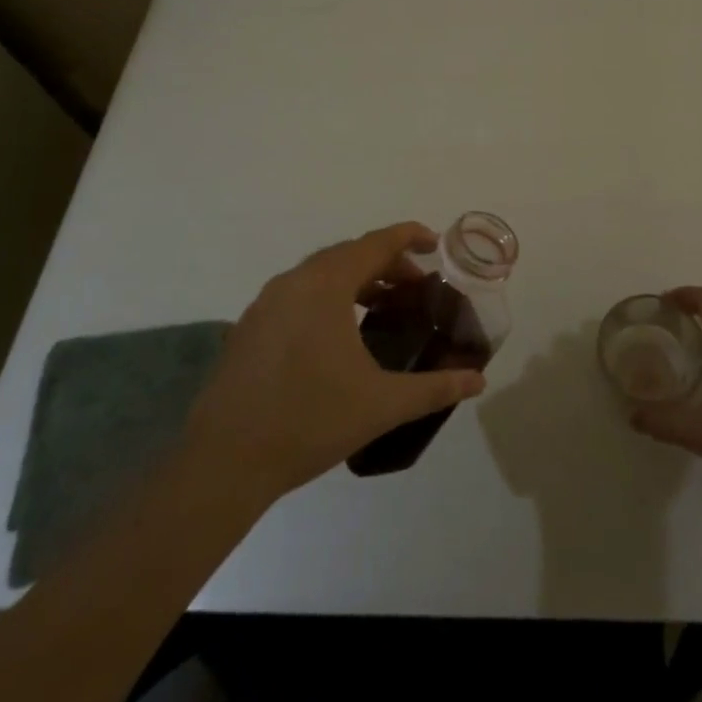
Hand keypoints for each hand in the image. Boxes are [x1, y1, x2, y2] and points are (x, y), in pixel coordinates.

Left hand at [181, 222, 485, 500]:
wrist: (224, 463)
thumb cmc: (309, 421)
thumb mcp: (382, 404)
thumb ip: (435, 387)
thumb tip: (478, 381)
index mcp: (326, 284)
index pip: (376, 243)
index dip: (409, 237)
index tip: (436, 244)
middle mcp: (293, 281)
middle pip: (349, 255)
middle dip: (387, 263)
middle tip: (417, 287)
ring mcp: (265, 303)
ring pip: (320, 274)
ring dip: (356, 281)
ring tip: (383, 307)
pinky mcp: (248, 328)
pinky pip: (298, 294)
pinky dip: (328, 297)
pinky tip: (339, 336)